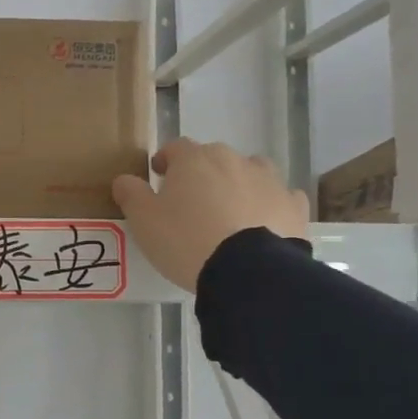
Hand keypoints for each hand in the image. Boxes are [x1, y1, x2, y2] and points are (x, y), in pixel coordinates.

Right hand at [112, 139, 309, 291]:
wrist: (248, 270)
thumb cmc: (186, 240)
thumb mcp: (144, 221)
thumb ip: (131, 195)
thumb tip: (123, 179)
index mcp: (195, 159)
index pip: (175, 147)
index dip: (165, 160)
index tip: (159, 176)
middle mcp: (234, 159)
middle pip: (214, 158)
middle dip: (202, 173)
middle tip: (191, 202)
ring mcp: (269, 180)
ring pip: (251, 171)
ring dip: (238, 183)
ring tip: (229, 212)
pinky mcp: (294, 205)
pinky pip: (280, 197)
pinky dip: (270, 205)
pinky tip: (264, 223)